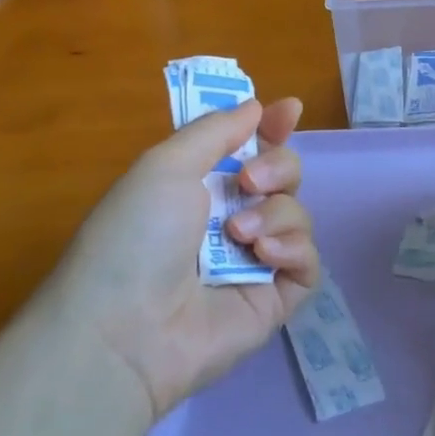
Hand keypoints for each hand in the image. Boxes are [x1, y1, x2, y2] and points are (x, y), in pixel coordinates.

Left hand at [51, 98, 319, 418]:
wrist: (126, 329)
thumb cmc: (136, 236)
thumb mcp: (165, 165)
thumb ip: (216, 131)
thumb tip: (257, 107)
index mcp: (199, 187)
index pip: (249, 148)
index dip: (272, 128)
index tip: (290, 110)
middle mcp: (229, 219)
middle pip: (283, 176)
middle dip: (278, 167)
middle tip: (249, 181)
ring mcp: (254, 261)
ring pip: (297, 214)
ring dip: (276, 213)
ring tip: (240, 235)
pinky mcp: (274, 298)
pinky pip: (308, 261)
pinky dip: (294, 249)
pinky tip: (264, 256)